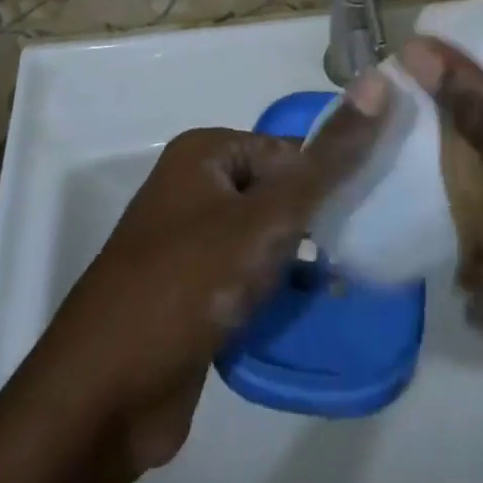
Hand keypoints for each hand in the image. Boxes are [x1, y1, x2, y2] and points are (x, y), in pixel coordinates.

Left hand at [2, 84, 387, 477]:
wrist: (102, 400)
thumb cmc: (187, 286)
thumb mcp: (267, 218)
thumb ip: (328, 159)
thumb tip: (380, 82)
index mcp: (205, 154)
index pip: (291, 150)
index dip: (330, 180)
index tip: (371, 213)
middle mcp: (195, 188)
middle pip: (279, 193)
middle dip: (317, 223)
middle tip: (359, 251)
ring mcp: (190, 244)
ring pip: (267, 239)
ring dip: (301, 260)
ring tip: (343, 281)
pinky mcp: (193, 295)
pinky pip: (249, 278)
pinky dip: (277, 291)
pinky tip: (310, 309)